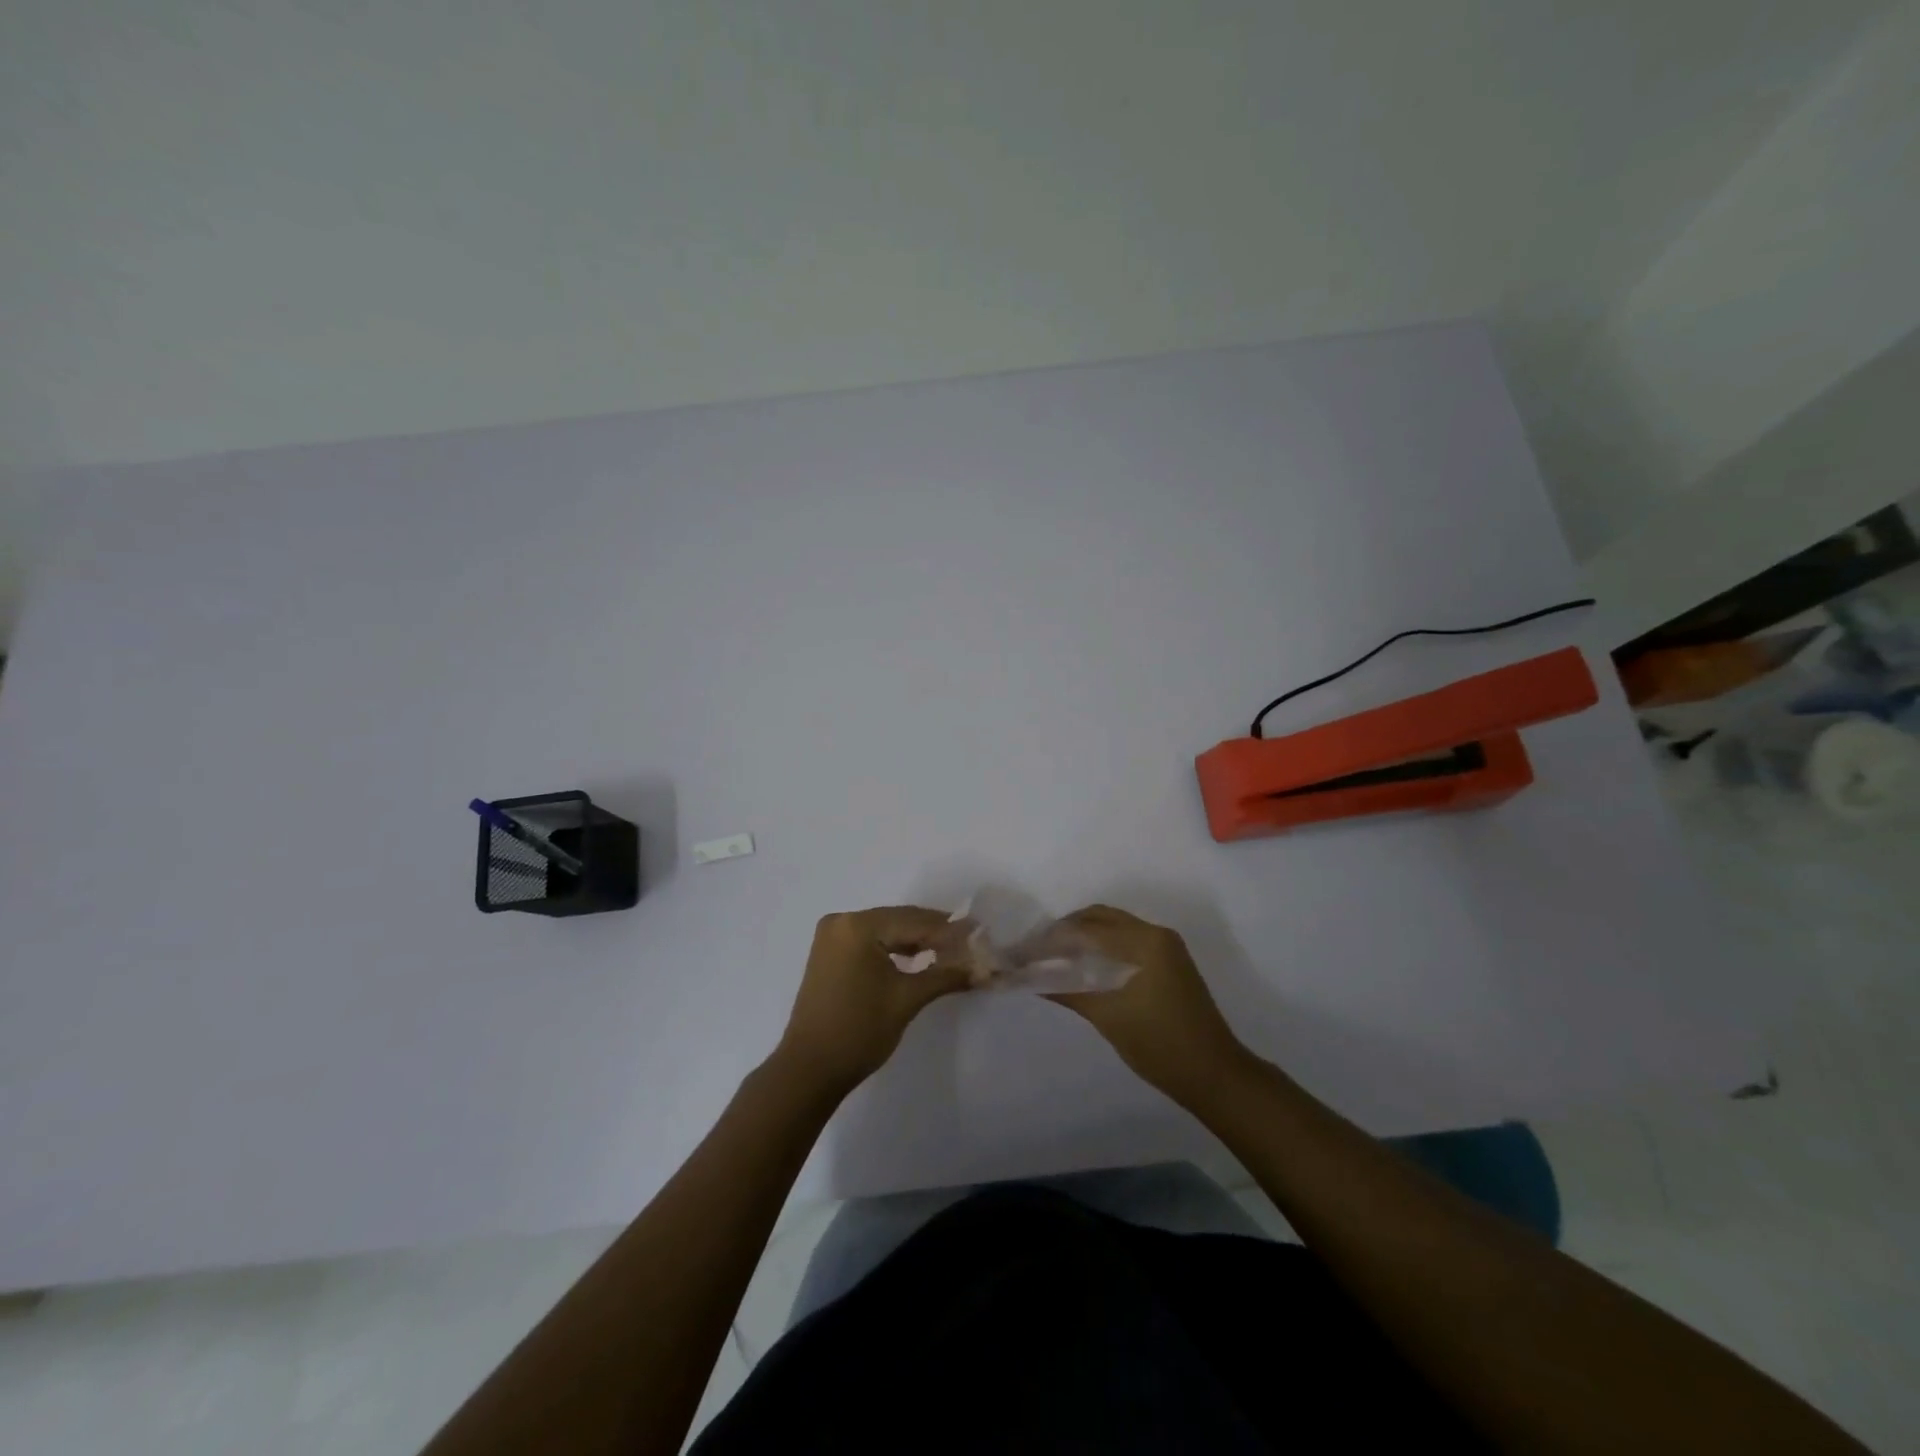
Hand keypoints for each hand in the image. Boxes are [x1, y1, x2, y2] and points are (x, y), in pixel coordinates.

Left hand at [773, 907, 972, 1096]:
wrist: (809, 1070)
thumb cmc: (859, 1031)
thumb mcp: (907, 999)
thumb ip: (946, 975)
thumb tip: (984, 967)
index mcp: (858, 926)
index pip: (914, 920)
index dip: (950, 929)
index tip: (981, 934)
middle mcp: (842, 921)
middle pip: (900, 921)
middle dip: (935, 934)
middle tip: (971, 943)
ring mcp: (832, 937)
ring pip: (886, 931)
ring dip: (917, 941)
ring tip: (952, 952)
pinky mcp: (830, 954)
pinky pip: (871, 942)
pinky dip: (895, 950)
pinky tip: (920, 958)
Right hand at [1048, 905, 1246, 1098]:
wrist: (1214, 1074)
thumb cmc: (1160, 1045)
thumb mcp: (1108, 1017)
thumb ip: (1068, 989)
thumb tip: (1031, 977)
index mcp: (1145, 941)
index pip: (1087, 928)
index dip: (1052, 939)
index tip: (1024, 951)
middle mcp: (1156, 933)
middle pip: (1100, 918)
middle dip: (1066, 930)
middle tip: (1036, 950)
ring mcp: (1165, 946)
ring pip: (1113, 927)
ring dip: (1083, 937)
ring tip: (1053, 957)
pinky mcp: (1168, 962)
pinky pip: (1126, 940)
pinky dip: (1101, 947)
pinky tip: (1081, 965)